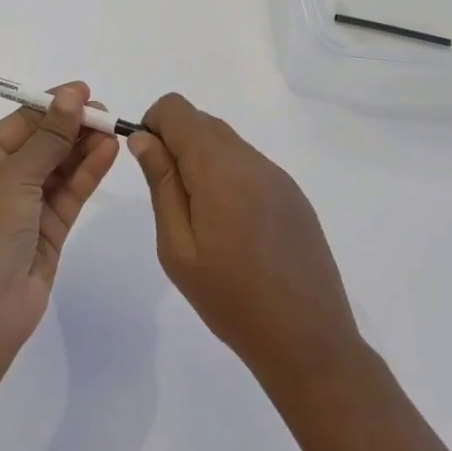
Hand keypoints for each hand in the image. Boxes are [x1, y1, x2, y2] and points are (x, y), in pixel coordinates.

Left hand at [0, 85, 118, 372]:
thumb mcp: (14, 176)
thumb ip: (48, 137)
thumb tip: (71, 94)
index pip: (20, 122)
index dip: (51, 105)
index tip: (84, 91)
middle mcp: (2, 180)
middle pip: (43, 143)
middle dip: (72, 126)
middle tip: (106, 113)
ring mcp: (26, 207)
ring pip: (60, 167)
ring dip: (84, 148)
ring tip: (114, 129)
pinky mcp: (48, 231)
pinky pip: (70, 193)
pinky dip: (88, 173)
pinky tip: (109, 153)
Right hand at [129, 94, 360, 387]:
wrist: (309, 342)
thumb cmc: (231, 300)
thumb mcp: (178, 247)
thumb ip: (161, 184)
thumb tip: (143, 138)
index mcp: (219, 167)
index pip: (176, 108)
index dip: (152, 126)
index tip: (150, 166)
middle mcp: (251, 159)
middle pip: (201, 121)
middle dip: (175, 144)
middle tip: (172, 200)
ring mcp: (277, 175)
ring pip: (226, 142)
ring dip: (202, 161)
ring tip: (203, 220)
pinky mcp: (293, 194)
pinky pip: (249, 164)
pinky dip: (228, 176)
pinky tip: (235, 228)